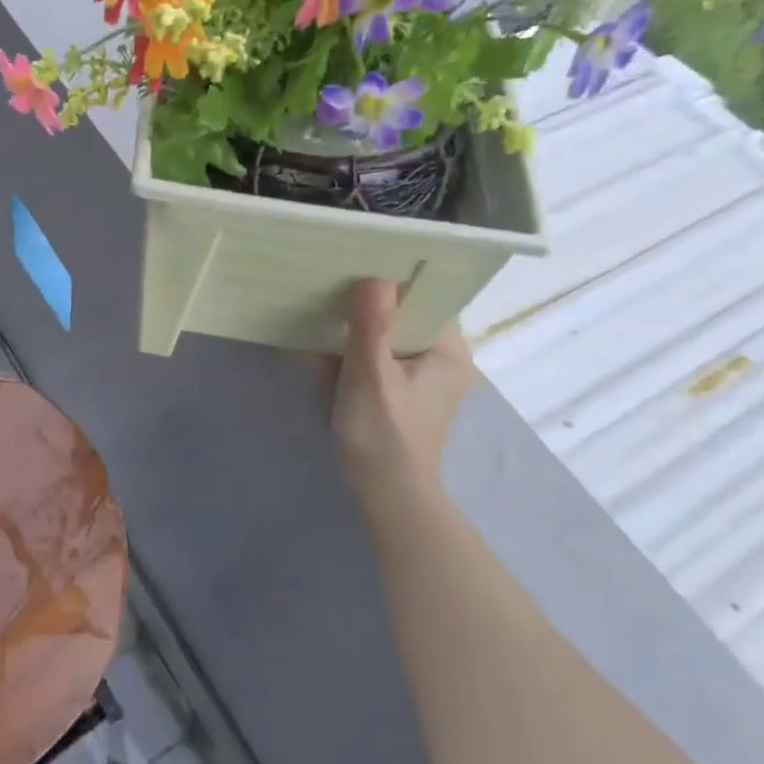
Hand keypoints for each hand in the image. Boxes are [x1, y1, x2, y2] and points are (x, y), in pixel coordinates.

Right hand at [331, 279, 474, 513]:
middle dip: (364, 310)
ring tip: (316, 326)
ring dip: (352, 335)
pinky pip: (377, 361)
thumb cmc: (383, 434)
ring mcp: (421, 378)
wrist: (386, 494)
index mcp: (447, 350)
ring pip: (385, 339)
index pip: (425, 298)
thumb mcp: (371, 377)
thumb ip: (372, 327)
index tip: (354, 269)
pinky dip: (352, 358)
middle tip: (326, 296)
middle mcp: (441, 359)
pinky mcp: (401, 395)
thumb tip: (375, 278)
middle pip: (402, 316)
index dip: (392, 282)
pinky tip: (321, 359)